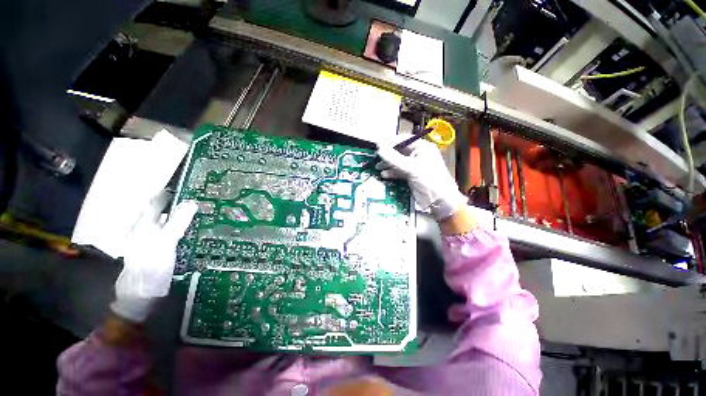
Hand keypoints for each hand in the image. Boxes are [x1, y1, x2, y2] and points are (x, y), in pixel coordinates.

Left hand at [110, 192, 197, 322]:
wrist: (141, 296)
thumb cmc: (151, 268)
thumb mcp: (166, 244)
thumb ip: (177, 222)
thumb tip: (192, 203)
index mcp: (142, 226)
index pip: (155, 202)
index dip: (168, 193)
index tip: (185, 186)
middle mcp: (143, 230)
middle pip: (160, 211)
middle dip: (177, 203)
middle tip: (198, 200)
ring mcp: (148, 241)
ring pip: (165, 222)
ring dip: (179, 215)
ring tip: (198, 212)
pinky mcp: (155, 250)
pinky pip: (168, 232)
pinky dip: (179, 227)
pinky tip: (189, 230)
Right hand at [376, 136, 467, 220]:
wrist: (439, 200)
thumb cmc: (429, 180)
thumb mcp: (410, 168)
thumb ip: (393, 158)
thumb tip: (379, 148)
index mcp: (422, 147)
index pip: (403, 140)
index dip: (390, 142)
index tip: (377, 146)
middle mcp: (418, 154)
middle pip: (399, 151)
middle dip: (388, 155)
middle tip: (375, 157)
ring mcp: (414, 166)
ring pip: (398, 162)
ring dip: (388, 164)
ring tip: (377, 167)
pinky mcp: (411, 175)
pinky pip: (399, 171)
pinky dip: (392, 172)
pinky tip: (384, 175)